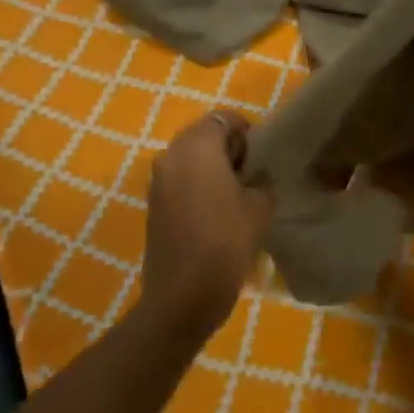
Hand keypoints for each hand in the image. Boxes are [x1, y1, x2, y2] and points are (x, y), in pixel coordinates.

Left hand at [140, 110, 273, 340]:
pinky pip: (179, 180)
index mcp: (197, 147)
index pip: (223, 118)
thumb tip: (255, 177)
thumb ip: (260, 181)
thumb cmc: (226, 241)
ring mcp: (157, 181)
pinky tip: (215, 212)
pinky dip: (196, 185)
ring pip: (189, 158)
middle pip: (202, 135)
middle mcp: (171, 155)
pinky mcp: (153, 205)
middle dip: (226, 147)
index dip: (244, 131)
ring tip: (234, 195)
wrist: (183, 294)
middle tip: (250, 174)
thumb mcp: (259, 206)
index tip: (259, 156)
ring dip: (210, 167)